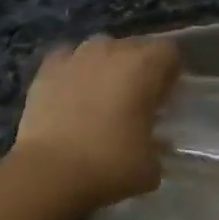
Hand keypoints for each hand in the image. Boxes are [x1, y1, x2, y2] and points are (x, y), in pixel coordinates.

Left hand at [12, 36, 180, 209]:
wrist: (49, 172)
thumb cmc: (109, 164)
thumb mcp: (151, 165)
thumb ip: (158, 145)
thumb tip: (154, 143)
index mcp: (144, 65)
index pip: (169, 52)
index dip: (170, 73)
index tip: (165, 98)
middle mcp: (112, 49)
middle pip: (135, 47)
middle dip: (138, 69)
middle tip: (136, 101)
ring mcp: (77, 55)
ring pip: (101, 49)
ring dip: (106, 66)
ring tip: (101, 96)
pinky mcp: (48, 68)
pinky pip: (68, 59)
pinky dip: (74, 71)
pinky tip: (71, 93)